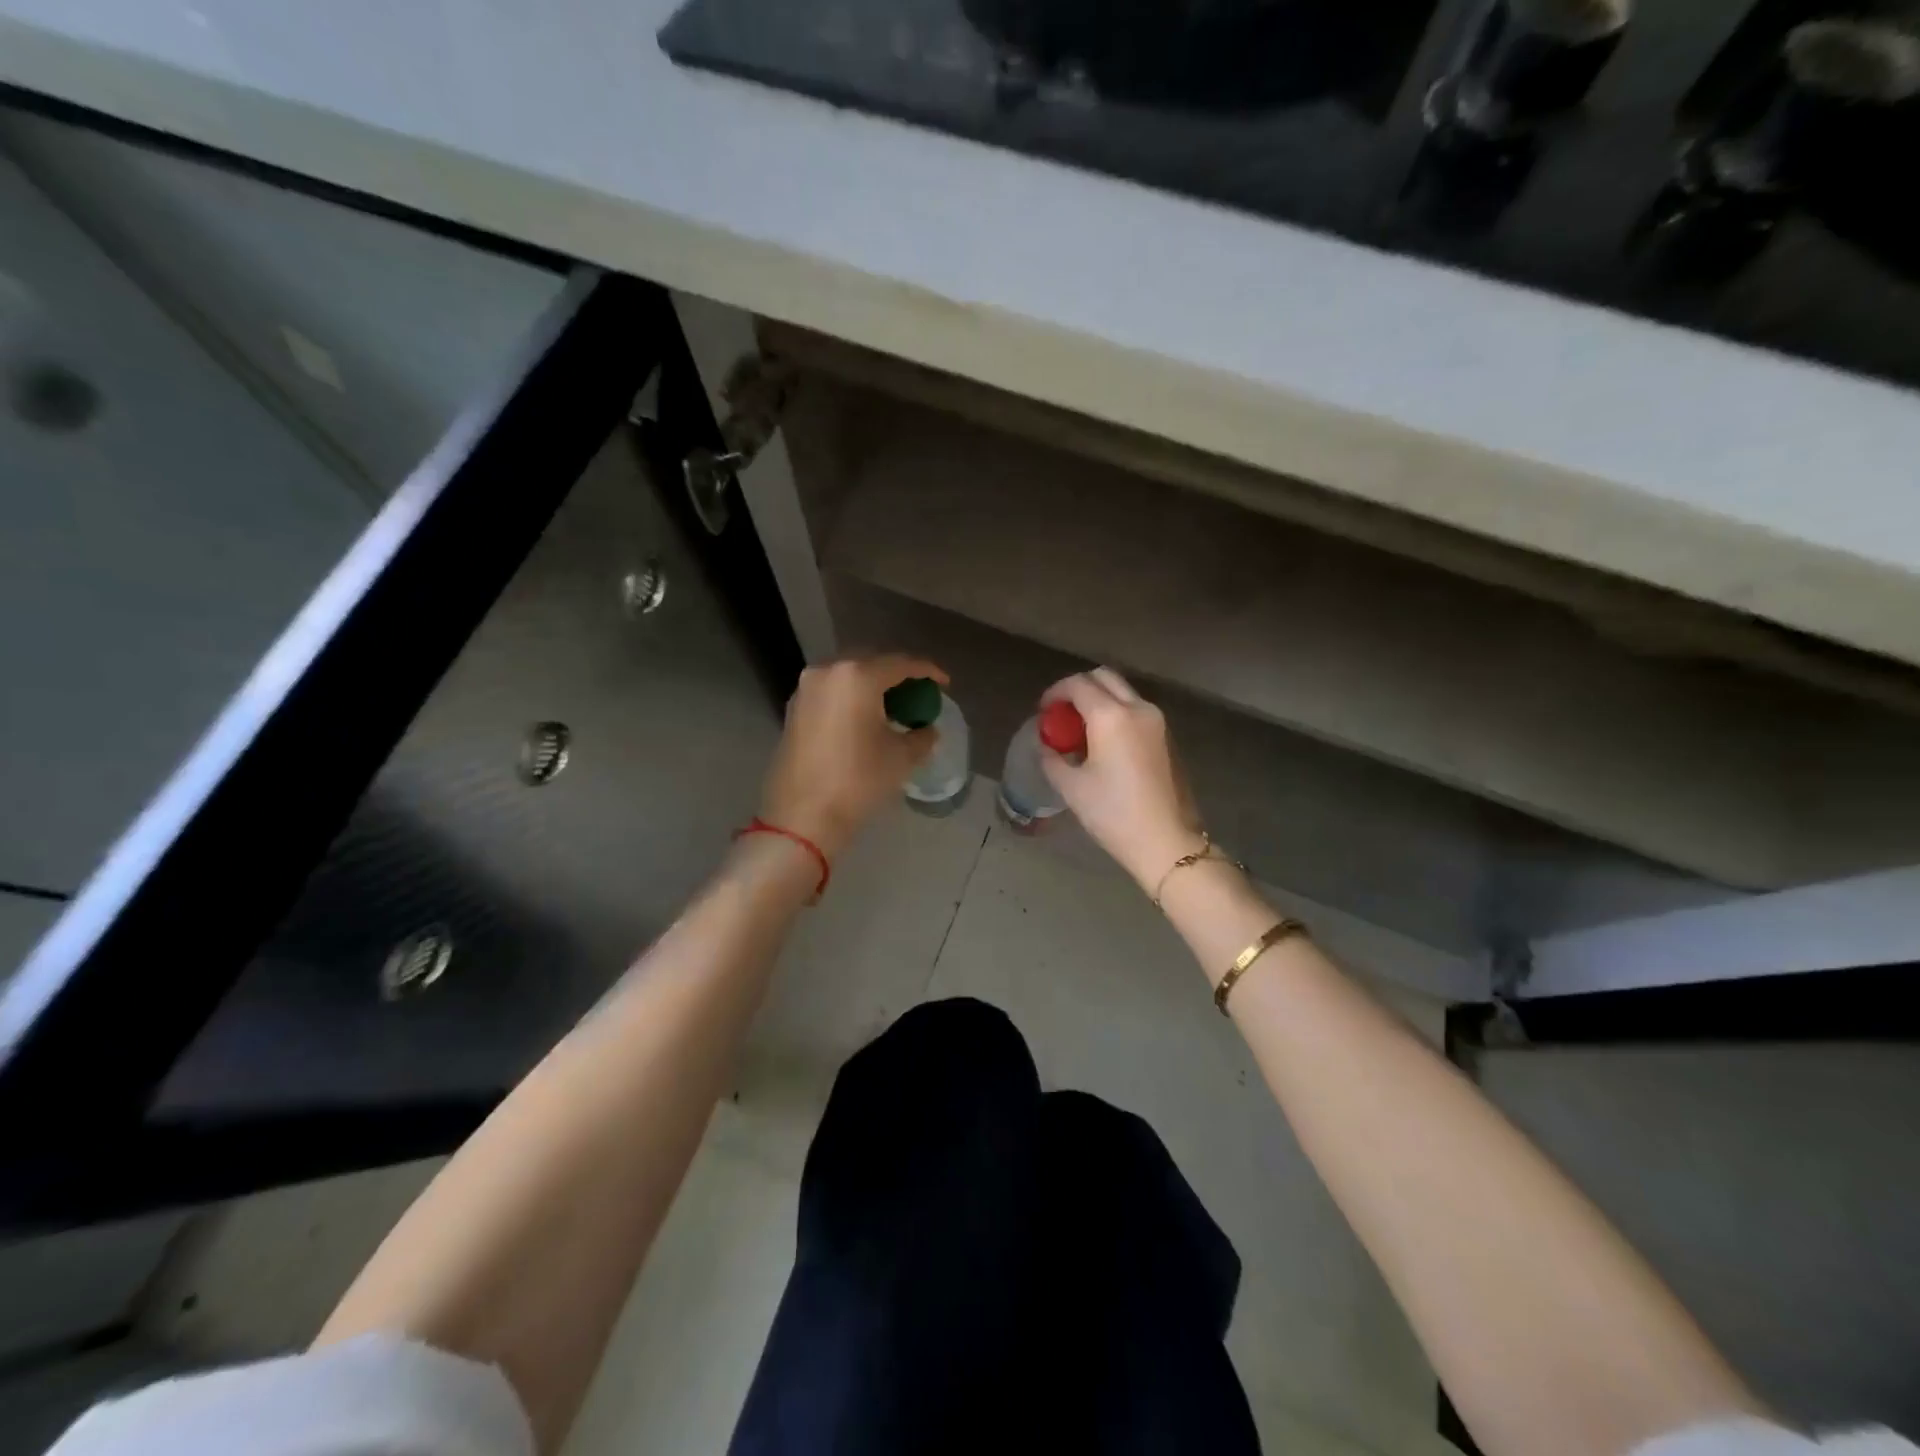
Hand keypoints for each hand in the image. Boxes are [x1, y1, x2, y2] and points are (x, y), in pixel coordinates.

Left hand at [758, 654, 947, 859]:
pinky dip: (853, 698)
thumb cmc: (858, 781)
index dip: (928, 671)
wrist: (802, 816)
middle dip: (898, 677)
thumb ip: (922, 736)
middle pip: (872, 664)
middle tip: (919, 696)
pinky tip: (866, 718)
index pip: (901, 664)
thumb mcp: (902, 758)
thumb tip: (926, 729)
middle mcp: (828, 672)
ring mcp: (806, 689)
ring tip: (894, 708)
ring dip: (874, 687)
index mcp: (857, 676)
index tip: (945, 684)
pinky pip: (832, 692)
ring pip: (849, 677)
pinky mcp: (794, 708)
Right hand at [1039, 668, 1203, 891]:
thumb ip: (1052, 758)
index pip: (1077, 685)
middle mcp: (1137, 708)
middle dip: (1078, 688)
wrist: (1166, 841)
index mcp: (1111, 716)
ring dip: (1099, 700)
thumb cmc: (1113, 814)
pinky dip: (1116, 713)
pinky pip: (1136, 710)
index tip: (1043, 712)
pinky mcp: (1167, 736)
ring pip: (1123, 692)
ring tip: (1081, 731)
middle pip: (1104, 677)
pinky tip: (1104, 744)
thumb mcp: (1071, 787)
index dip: (1055, 693)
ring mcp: (1157, 721)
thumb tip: (1046, 745)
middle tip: (1062, 714)